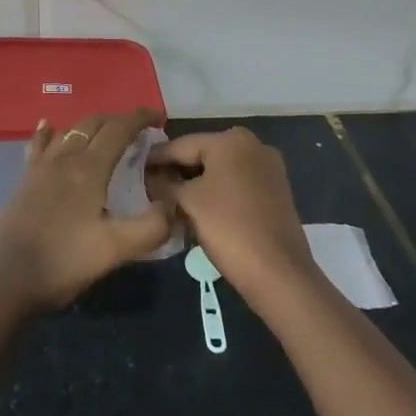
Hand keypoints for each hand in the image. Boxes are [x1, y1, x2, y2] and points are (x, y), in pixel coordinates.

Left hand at [0, 109, 174, 312]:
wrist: (4, 275)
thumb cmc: (63, 260)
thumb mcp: (115, 250)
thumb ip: (150, 227)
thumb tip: (174, 204)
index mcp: (89, 168)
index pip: (118, 130)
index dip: (139, 119)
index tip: (157, 116)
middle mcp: (65, 157)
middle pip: (93, 124)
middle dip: (117, 120)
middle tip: (137, 130)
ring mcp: (41, 166)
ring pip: (69, 131)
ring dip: (91, 126)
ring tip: (105, 132)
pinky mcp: (25, 179)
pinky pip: (41, 144)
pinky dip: (51, 132)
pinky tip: (49, 127)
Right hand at [150, 127, 315, 309]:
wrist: (280, 275)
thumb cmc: (229, 228)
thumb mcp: (188, 202)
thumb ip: (165, 185)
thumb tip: (150, 179)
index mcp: (231, 140)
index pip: (182, 144)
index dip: (156, 158)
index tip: (135, 168)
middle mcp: (253, 145)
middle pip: (202, 155)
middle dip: (177, 172)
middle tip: (151, 187)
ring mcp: (268, 169)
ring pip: (220, 171)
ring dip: (196, 185)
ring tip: (171, 201)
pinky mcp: (276, 192)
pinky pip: (237, 185)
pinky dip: (217, 194)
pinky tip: (198, 211)